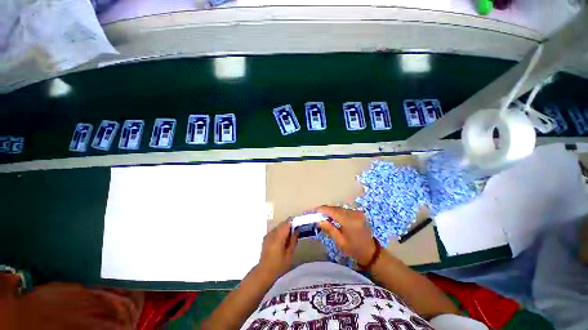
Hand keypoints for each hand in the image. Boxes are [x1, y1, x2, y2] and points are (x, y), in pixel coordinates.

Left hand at [258, 220, 297, 279]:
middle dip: (289, 226)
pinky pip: (274, 231)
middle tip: (294, 233)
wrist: (264, 272)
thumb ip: (293, 240)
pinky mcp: (265, 238)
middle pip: (282, 224)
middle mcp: (272, 233)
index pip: (287, 222)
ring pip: (278, 227)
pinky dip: (279, 232)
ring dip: (284, 229)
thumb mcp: (289, 254)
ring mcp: (268, 235)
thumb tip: (297, 229)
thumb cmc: (279, 265)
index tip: (298, 225)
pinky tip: (281, 241)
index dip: (293, 222)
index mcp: (279, 236)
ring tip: (288, 238)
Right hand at [317, 206, 376, 264]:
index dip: (323, 210)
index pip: (333, 211)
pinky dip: (338, 212)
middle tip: (318, 214)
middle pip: (336, 208)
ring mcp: (357, 212)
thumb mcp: (340, 242)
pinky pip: (345, 210)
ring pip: (340, 208)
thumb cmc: (354, 250)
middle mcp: (354, 214)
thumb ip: (330, 229)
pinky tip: (334, 216)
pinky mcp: (359, 213)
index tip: (315, 211)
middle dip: (326, 210)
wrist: (371, 252)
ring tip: (324, 216)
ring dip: (332, 211)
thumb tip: (319, 221)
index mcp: (350, 222)